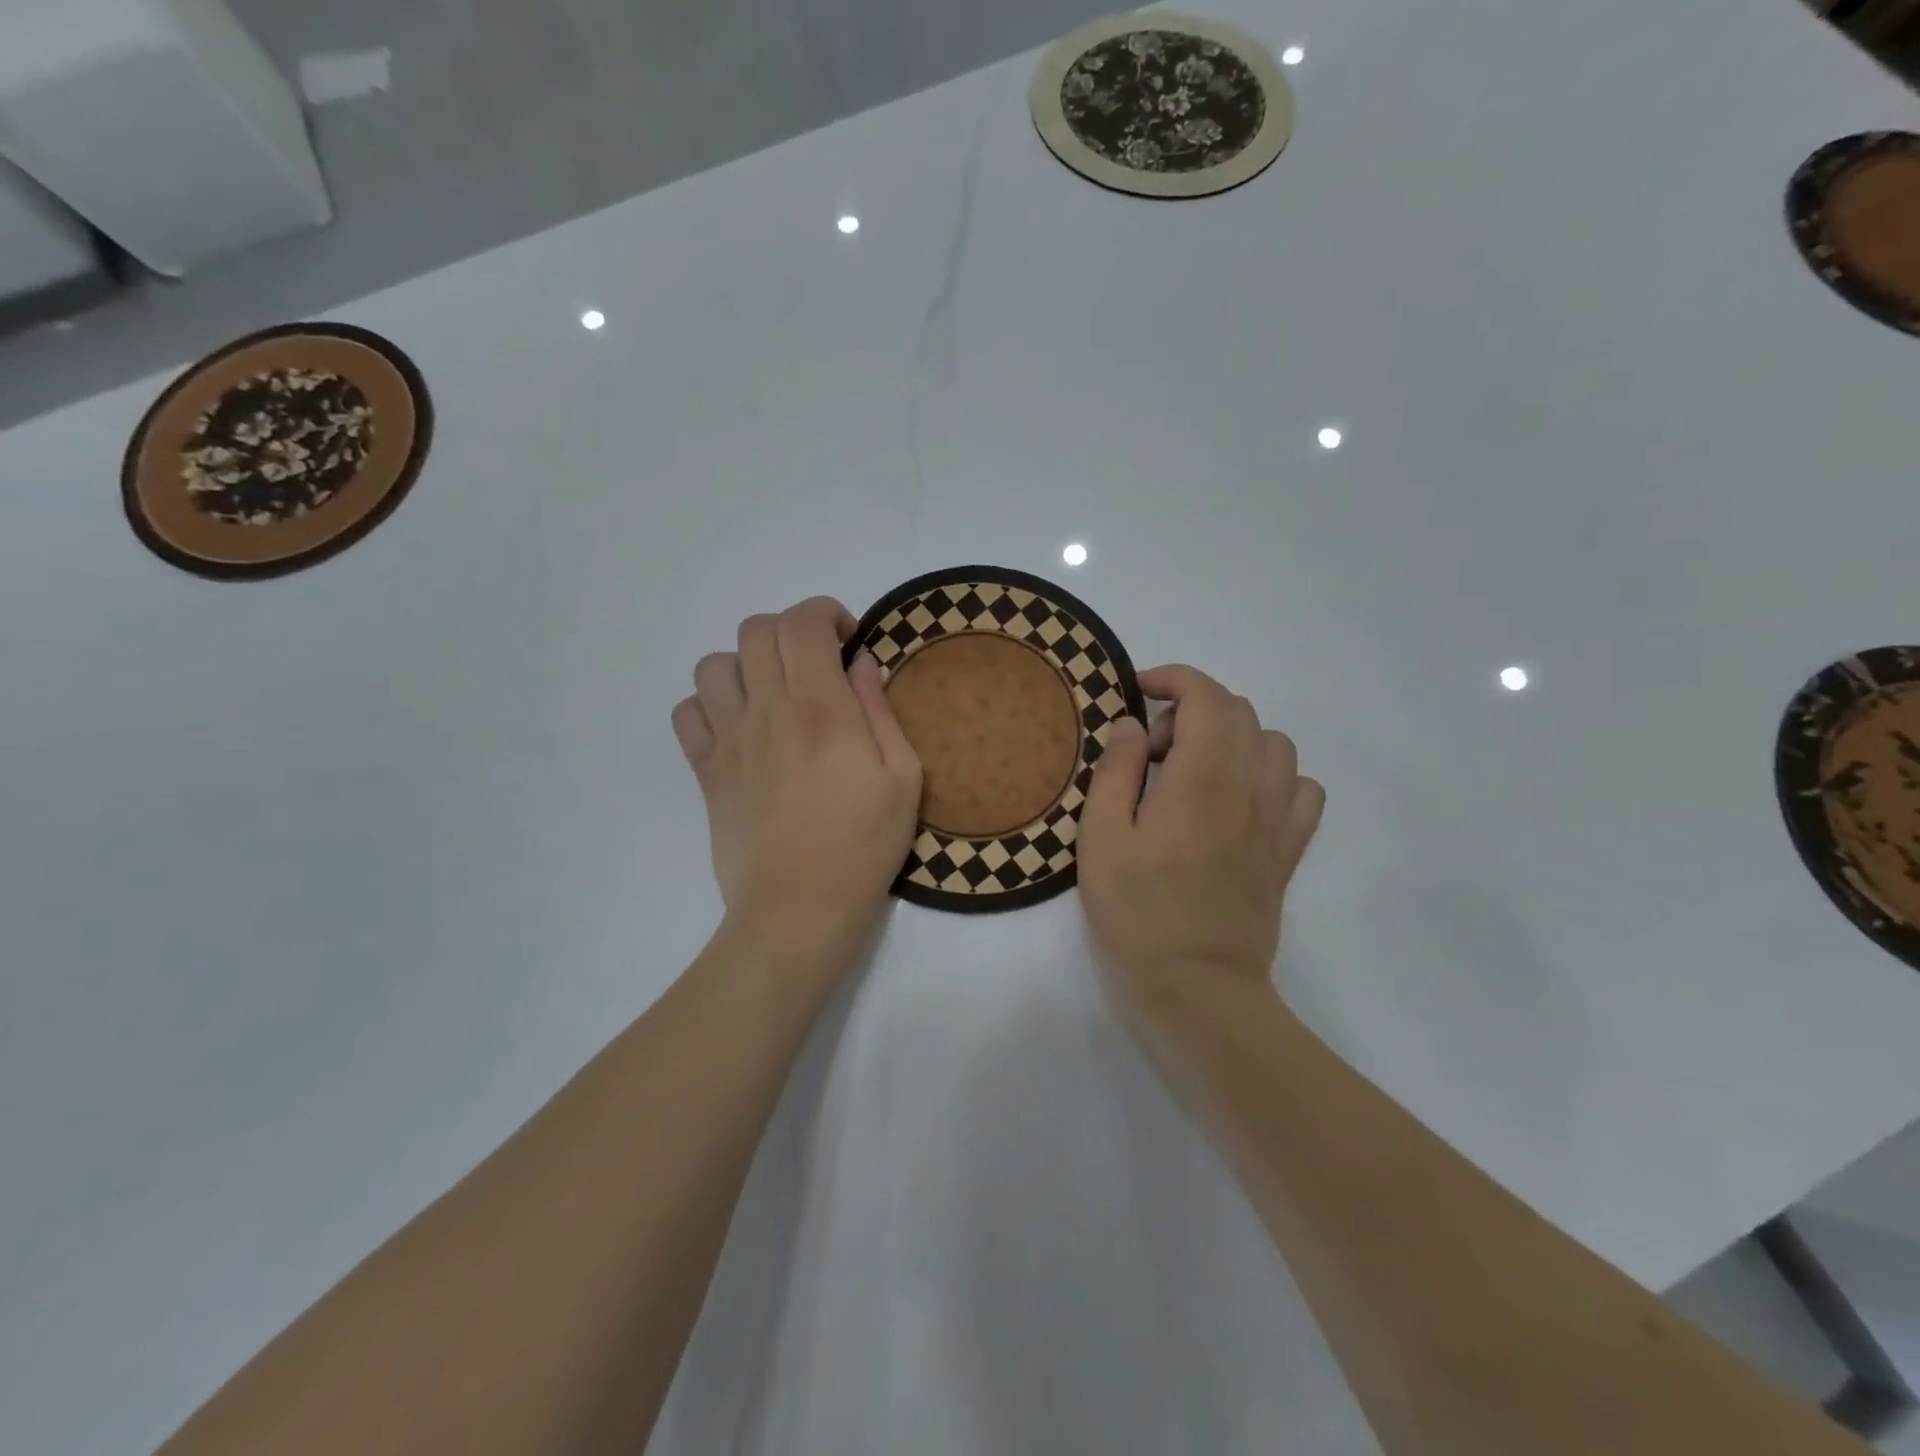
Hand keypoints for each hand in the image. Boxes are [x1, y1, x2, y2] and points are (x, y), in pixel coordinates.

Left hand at [673, 597, 921, 983]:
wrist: (798, 910)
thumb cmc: (863, 845)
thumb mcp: (903, 777)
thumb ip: (880, 710)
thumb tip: (861, 664)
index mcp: (820, 708)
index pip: (803, 623)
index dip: (826, 614)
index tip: (848, 640)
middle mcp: (767, 711)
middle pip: (756, 630)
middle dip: (790, 632)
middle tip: (816, 665)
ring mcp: (728, 740)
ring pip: (714, 664)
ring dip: (747, 664)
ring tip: (773, 693)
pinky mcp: (705, 770)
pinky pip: (687, 712)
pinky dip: (709, 704)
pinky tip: (739, 726)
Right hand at [1078, 665, 1323, 1039]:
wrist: (1197, 987)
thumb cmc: (1137, 912)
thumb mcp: (1101, 836)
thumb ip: (1116, 770)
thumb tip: (1133, 725)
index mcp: (1202, 776)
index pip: (1205, 695)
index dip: (1173, 679)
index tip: (1138, 691)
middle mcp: (1250, 785)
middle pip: (1239, 711)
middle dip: (1191, 709)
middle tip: (1150, 751)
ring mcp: (1277, 818)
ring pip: (1274, 743)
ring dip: (1231, 738)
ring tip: (1194, 772)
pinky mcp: (1288, 851)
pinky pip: (1301, 788)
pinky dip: (1272, 774)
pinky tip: (1241, 800)